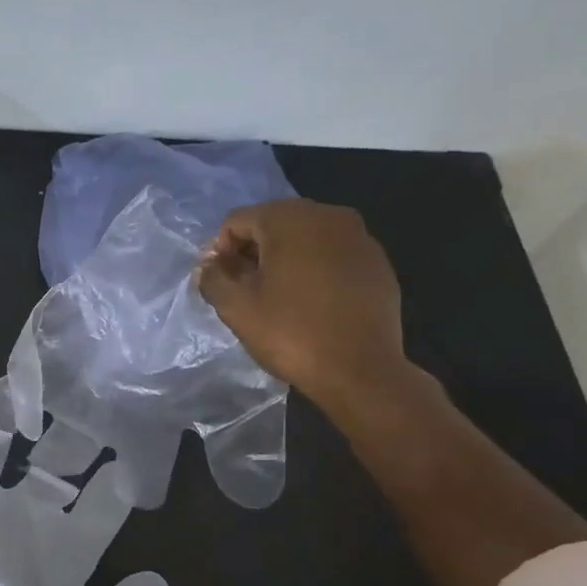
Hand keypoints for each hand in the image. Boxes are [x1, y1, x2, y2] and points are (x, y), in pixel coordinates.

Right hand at [197, 199, 411, 412]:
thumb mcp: (237, 309)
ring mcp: (359, 236)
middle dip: (251, 252)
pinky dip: (313, 269)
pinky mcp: (377, 261)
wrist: (360, 370)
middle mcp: (328, 215)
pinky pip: (332, 254)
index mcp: (290, 220)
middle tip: (242, 290)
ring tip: (274, 297)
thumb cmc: (291, 334)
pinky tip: (309, 302)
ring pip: (305, 237)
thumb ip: (214, 279)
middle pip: (273, 223)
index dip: (218, 250)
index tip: (217, 283)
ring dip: (282, 260)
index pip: (237, 220)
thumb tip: (209, 266)